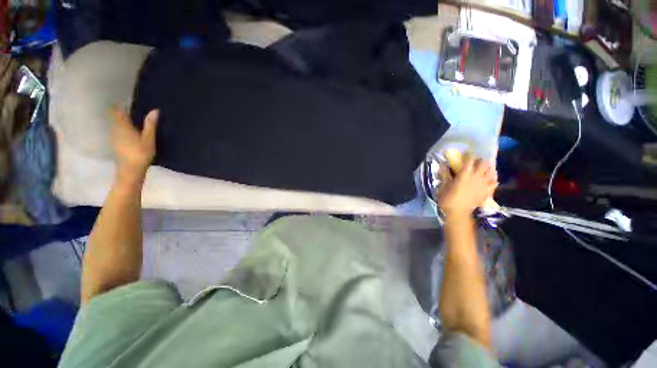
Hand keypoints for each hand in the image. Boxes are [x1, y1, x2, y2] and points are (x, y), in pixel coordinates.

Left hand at [110, 107, 158, 181]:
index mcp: (123, 126)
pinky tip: (129, 132)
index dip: (121, 105)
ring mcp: (113, 137)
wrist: (130, 170)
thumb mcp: (149, 139)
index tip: (128, 101)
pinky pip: (116, 131)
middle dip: (121, 112)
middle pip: (115, 117)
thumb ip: (150, 125)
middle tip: (131, 109)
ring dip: (121, 120)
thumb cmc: (140, 154)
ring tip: (131, 120)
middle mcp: (115, 129)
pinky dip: (121, 128)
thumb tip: (155, 110)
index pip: (118, 111)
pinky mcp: (115, 144)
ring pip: (115, 124)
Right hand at [437, 155, 497, 216]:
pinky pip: (495, 182)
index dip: (469, 155)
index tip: (467, 153)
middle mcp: (476, 177)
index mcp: (464, 175)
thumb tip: (443, 165)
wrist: (457, 213)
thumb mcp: (443, 186)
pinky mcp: (487, 192)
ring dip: (488, 168)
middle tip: (476, 161)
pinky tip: (490, 179)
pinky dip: (493, 179)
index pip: (469, 161)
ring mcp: (483, 185)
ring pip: (491, 171)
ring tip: (484, 168)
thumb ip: (444, 174)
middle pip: (483, 164)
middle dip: (480, 161)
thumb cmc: (447, 199)